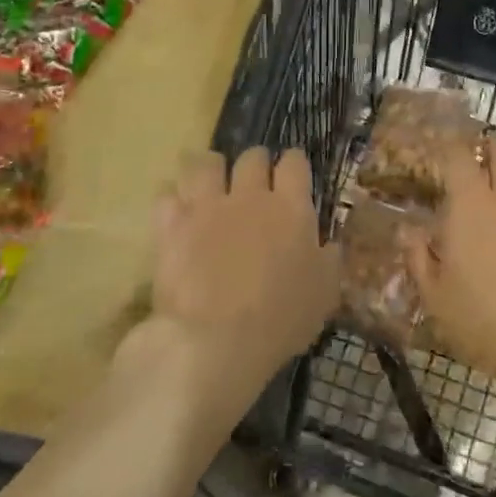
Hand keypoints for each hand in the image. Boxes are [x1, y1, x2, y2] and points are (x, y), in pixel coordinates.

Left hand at [145, 147, 339, 397]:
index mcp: (291, 208)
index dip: (293, 164)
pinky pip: (166, 195)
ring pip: (205, 163)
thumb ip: (327, 261)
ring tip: (210, 185)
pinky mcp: (170, 224)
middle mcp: (249, 196)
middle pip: (251, 157)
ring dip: (210, 170)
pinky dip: (172, 201)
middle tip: (253, 183)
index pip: (294, 163)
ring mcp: (206, 206)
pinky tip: (176, 214)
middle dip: (254, 164)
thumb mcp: (323, 295)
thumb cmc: (280, 320)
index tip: (292, 175)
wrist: (216, 339)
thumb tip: (329, 244)